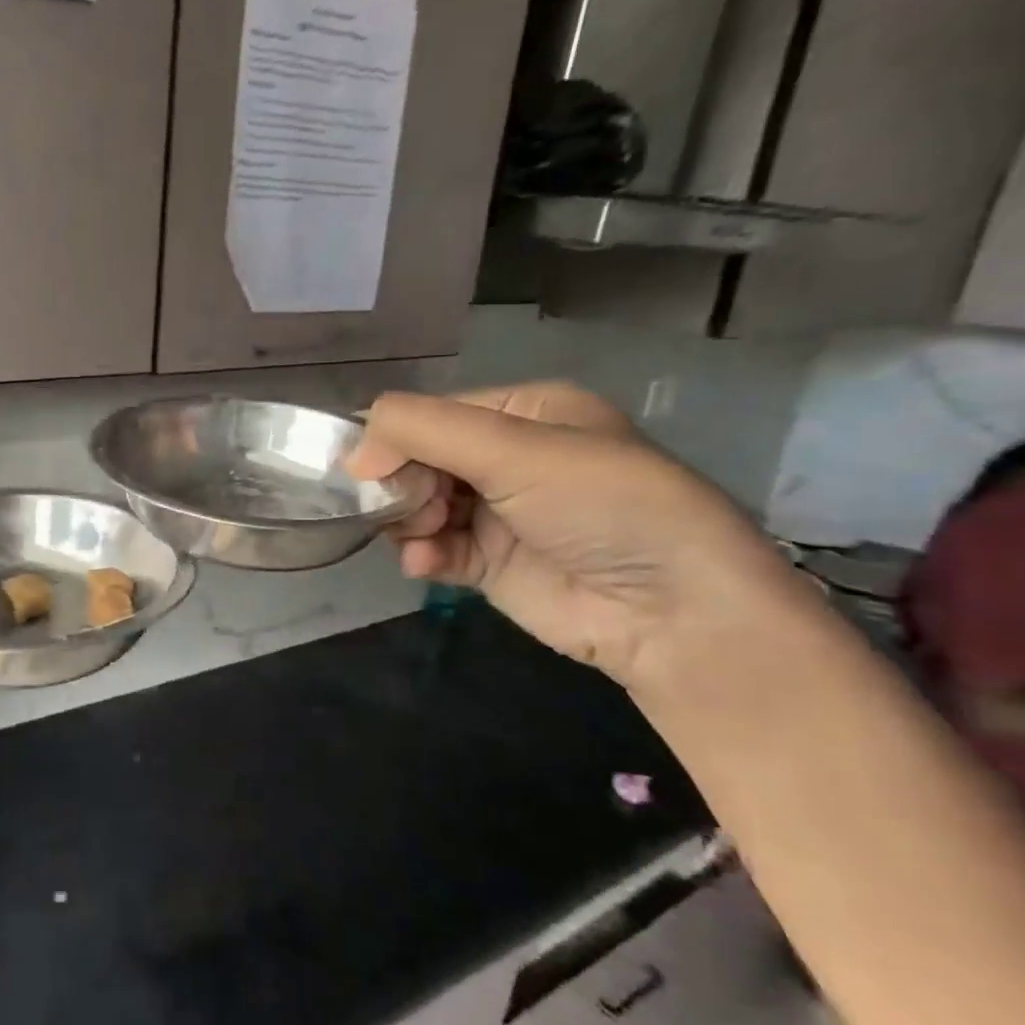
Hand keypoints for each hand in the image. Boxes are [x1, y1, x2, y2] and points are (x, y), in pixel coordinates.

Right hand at [347, 383, 807, 690]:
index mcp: (523, 414)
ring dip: (407, 520)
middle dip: (403, 483)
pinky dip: (420, 554)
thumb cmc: (600, 506)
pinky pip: (431, 548)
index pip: (432, 415)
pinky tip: (425, 563)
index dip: (396, 439)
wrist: (671, 611)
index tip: (371, 471)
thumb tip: (353, 455)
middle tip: (411, 507)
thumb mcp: (514, 449)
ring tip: (424, 536)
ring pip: (417, 505)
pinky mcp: (489, 563)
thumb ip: (423, 431)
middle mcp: (508, 458)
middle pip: (418, 460)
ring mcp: (497, 513)